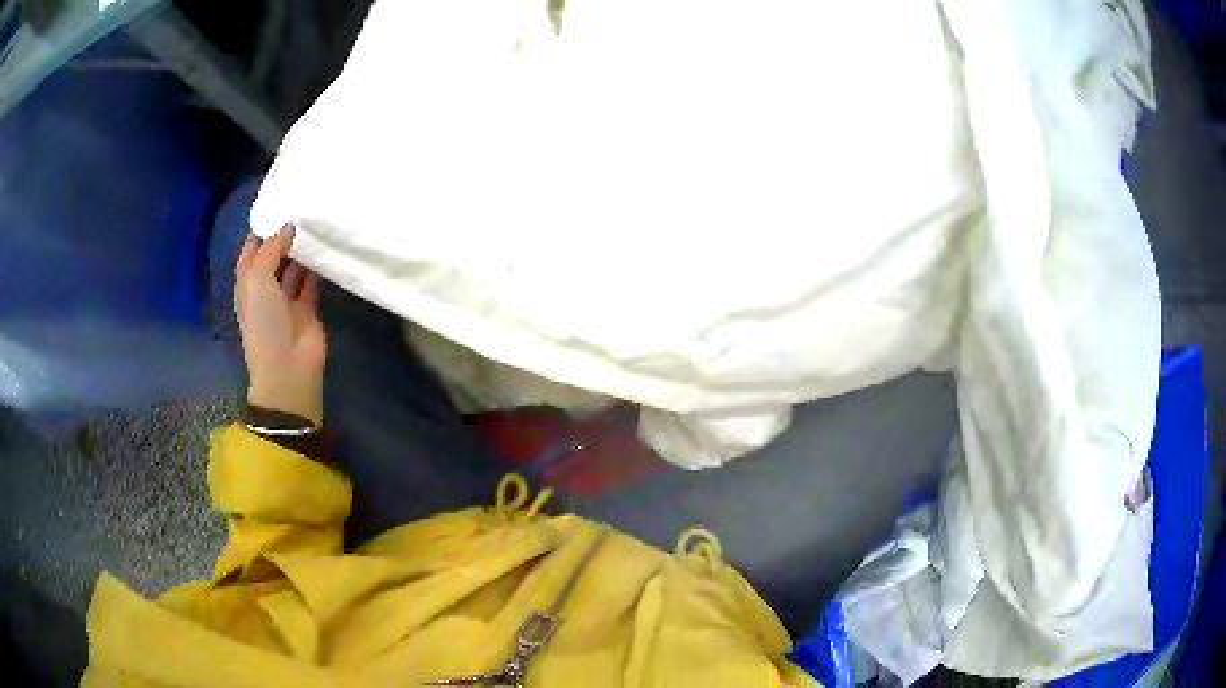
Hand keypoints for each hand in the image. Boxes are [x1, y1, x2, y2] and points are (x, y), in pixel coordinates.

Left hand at [235, 225, 326, 424]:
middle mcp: (264, 290)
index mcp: (246, 284)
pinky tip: (325, 249)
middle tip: (301, 209)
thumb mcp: (257, 279)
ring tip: (315, 224)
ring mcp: (285, 301)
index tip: (277, 206)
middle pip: (273, 257)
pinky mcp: (307, 309)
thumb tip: (289, 226)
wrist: (287, 367)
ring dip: (301, 251)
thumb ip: (272, 249)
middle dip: (283, 237)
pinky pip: (312, 283)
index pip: (251, 252)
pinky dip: (317, 268)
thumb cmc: (264, 321)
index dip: (260, 231)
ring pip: (293, 269)